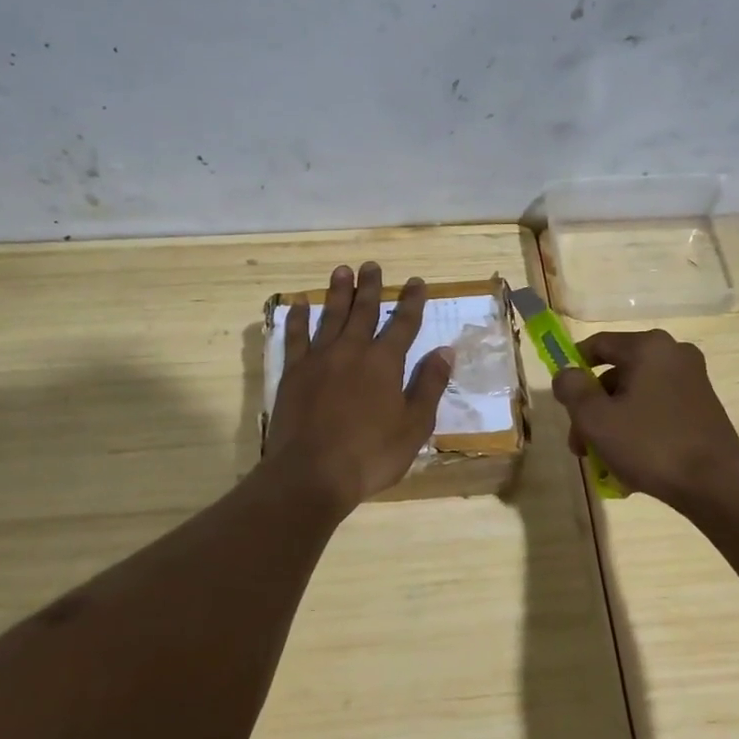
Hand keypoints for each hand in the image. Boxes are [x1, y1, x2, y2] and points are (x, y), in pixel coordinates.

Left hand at [262, 262, 452, 513]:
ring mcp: (319, 359)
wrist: (312, 473)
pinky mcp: (293, 373)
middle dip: (371, 287)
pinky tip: (299, 303)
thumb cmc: (371, 454)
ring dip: (337, 292)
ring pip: (330, 316)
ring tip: (342, 271)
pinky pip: (295, 336)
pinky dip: (298, 318)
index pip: (403, 324)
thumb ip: (429, 385)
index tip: (416, 281)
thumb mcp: (414, 426)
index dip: (412, 301)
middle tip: (372, 265)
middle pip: (363, 311)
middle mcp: (352, 351)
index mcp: (385, 363)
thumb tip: (445, 350)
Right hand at [551, 329, 738, 509]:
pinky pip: (657, 411)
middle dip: (592, 409)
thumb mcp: (595, 418)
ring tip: (603, 463)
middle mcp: (674, 354)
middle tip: (580, 444)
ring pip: (635, 397)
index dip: (572, 369)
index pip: (597, 345)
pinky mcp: (703, 408)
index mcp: (649, 347)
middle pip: (616, 375)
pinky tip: (630, 465)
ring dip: (613, 424)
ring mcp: (693, 381)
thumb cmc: (650, 444)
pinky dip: (639, 430)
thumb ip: (572, 389)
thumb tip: (566, 374)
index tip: (562, 400)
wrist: (716, 485)